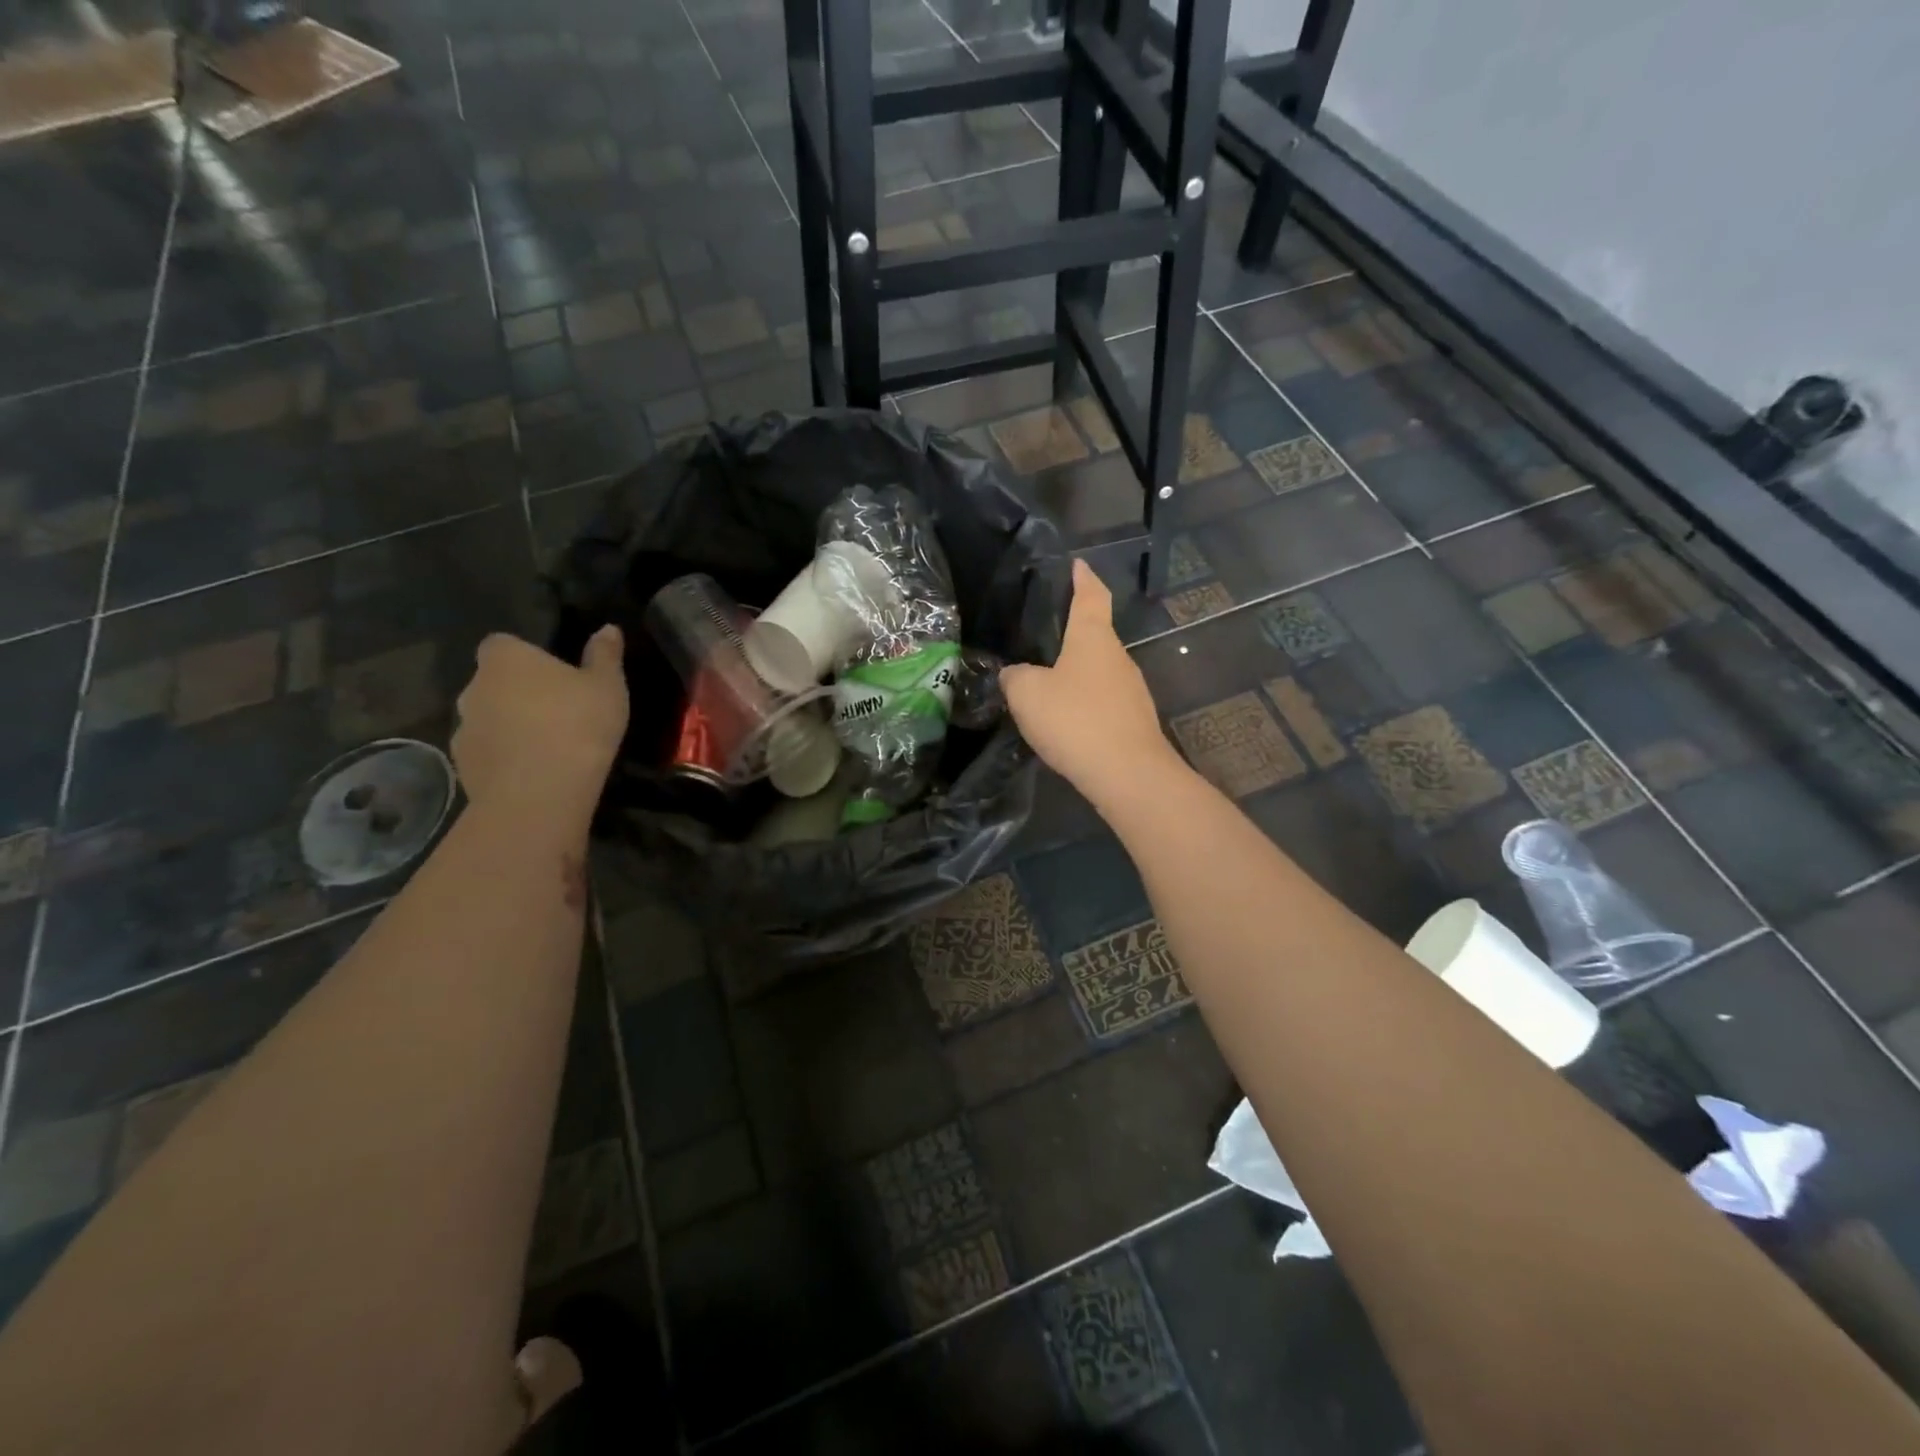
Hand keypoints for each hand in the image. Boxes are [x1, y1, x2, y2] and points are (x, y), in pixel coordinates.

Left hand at [452, 628, 628, 814]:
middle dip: (516, 692)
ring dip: (508, 725)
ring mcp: (463, 727)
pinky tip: (534, 771)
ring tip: (545, 745)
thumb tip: (608, 628)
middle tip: (554, 710)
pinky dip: (504, 757)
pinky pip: (486, 752)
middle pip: (492, 682)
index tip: (551, 672)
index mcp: (505, 659)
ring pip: (487, 718)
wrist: (540, 792)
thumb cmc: (578, 724)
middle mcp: (473, 686)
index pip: (502, 643)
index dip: (525, 656)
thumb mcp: (607, 686)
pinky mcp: (463, 765)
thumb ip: (604, 655)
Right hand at [1001, 560, 1178, 806]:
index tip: (1076, 564)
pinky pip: (1102, 700)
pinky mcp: (1132, 720)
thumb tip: (1014, 674)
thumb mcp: (1027, 694)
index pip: (1091, 595)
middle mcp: (1118, 657)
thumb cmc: (1076, 720)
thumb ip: (1015, 677)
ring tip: (1045, 681)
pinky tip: (1064, 719)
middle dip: (1072, 632)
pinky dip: (1083, 702)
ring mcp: (1131, 690)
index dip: (1083, 577)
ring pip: (1098, 671)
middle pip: (1095, 634)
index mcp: (1093, 638)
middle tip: (1041, 634)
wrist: (1128, 775)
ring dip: (1075, 672)